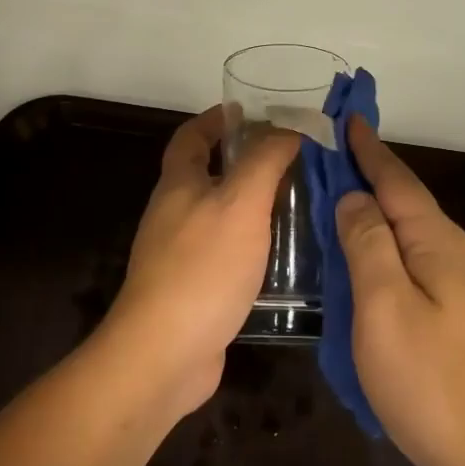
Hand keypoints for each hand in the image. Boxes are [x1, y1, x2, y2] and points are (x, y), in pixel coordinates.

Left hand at [96, 106, 299, 420]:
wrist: (165, 354)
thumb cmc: (202, 267)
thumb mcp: (240, 202)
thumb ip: (265, 161)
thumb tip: (288, 129)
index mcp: (178, 185)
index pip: (191, 137)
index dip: (216, 120)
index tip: (249, 111)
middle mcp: (174, 214)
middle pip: (206, 174)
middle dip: (243, 161)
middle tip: (291, 159)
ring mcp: (181, 255)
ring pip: (220, 215)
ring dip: (252, 204)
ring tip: (298, 202)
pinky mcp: (195, 290)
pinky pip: (227, 252)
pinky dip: (253, 243)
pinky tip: (284, 254)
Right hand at [336, 116, 464, 465]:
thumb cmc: (430, 382)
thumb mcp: (385, 308)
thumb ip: (368, 245)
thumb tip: (354, 197)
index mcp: (437, 243)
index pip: (396, 182)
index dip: (368, 150)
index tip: (347, 118)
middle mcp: (454, 254)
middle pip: (405, 201)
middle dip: (371, 173)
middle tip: (331, 154)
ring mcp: (460, 286)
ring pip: (409, 232)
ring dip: (376, 209)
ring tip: (340, 197)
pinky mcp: (456, 314)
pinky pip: (412, 261)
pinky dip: (384, 244)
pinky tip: (367, 256)